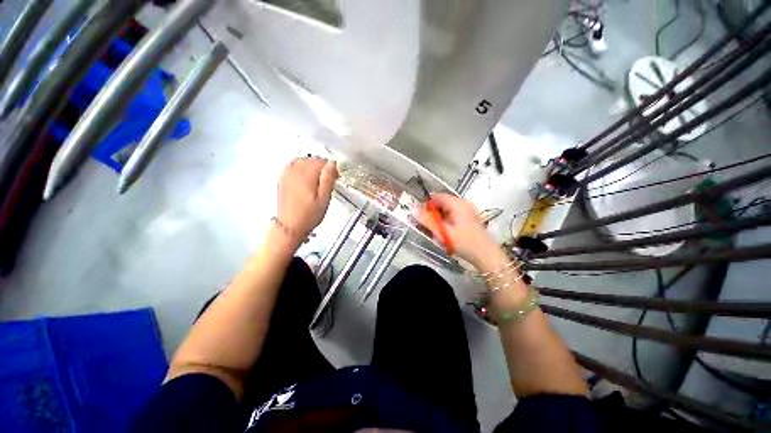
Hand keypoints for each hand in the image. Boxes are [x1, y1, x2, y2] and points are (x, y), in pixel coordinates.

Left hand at [277, 157, 338, 241]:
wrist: (290, 226)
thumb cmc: (307, 216)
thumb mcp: (324, 199)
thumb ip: (328, 179)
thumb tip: (332, 164)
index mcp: (306, 176)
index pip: (321, 162)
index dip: (331, 168)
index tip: (336, 176)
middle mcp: (294, 173)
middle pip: (312, 160)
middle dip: (323, 166)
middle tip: (330, 177)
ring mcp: (287, 175)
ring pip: (302, 160)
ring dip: (312, 165)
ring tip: (319, 176)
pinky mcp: (283, 180)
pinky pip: (292, 164)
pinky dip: (300, 165)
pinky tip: (305, 172)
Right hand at [418, 193, 501, 268]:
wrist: (487, 255)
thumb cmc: (465, 243)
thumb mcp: (443, 233)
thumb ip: (428, 221)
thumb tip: (414, 210)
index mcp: (458, 204)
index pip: (436, 197)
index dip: (426, 205)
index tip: (420, 217)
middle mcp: (463, 203)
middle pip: (441, 203)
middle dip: (431, 213)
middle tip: (425, 227)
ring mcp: (468, 210)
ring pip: (447, 210)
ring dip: (438, 219)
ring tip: (434, 232)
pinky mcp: (469, 217)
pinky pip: (453, 215)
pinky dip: (445, 221)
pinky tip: (444, 233)